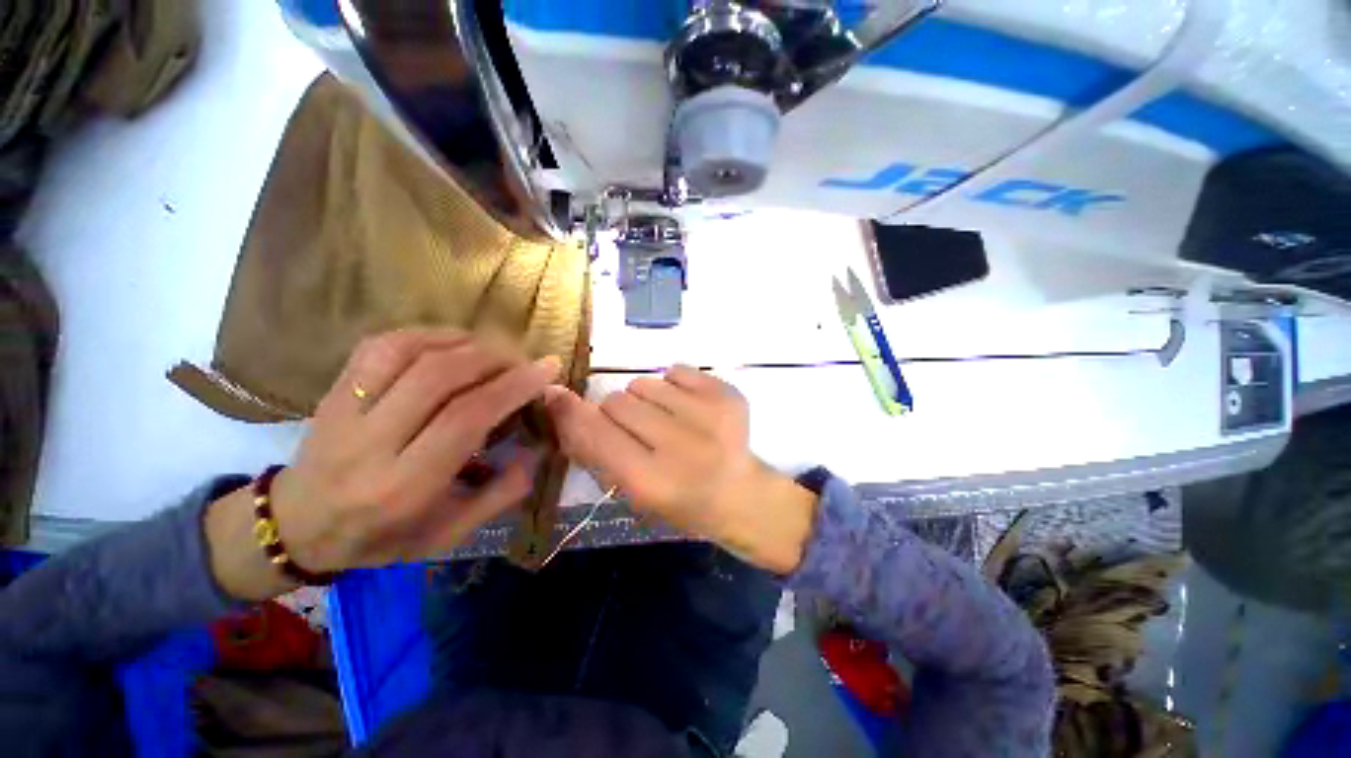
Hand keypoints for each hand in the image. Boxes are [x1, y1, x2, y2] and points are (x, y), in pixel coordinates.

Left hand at [207, 329, 559, 599]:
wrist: (297, 527)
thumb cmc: (383, 537)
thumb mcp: (450, 534)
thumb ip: (501, 494)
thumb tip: (537, 450)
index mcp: (404, 485)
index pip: (465, 418)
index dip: (513, 386)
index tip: (547, 369)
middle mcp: (370, 442)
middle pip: (439, 376)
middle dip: (495, 359)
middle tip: (525, 360)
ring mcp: (344, 410)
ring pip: (409, 351)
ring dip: (465, 342)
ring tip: (495, 352)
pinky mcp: (334, 389)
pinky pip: (383, 344)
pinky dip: (429, 334)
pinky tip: (455, 343)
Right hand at [543, 365, 816, 573]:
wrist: (740, 494)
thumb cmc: (680, 502)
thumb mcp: (631, 490)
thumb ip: (593, 449)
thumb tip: (557, 398)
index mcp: (652, 481)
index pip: (595, 431)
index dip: (573, 412)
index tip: (559, 397)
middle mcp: (681, 445)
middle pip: (618, 401)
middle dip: (619, 413)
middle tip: (640, 431)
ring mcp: (709, 414)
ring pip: (644, 383)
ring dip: (646, 399)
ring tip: (668, 421)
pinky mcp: (726, 394)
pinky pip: (675, 370)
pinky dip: (673, 386)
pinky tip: (688, 408)